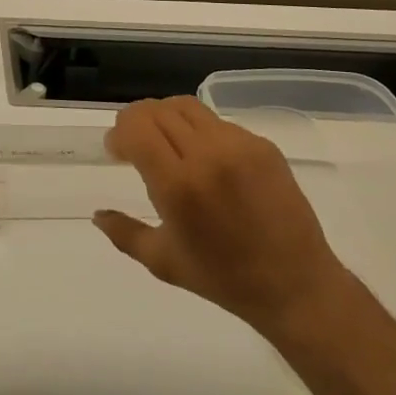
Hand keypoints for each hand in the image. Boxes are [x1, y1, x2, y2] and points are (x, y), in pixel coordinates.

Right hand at [93, 96, 352, 344]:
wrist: (297, 287)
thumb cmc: (224, 279)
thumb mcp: (163, 262)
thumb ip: (124, 233)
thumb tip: (97, 214)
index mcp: (178, 185)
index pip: (135, 127)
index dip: (118, 133)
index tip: (116, 152)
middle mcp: (207, 155)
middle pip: (156, 110)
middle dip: (136, 122)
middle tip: (135, 145)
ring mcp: (239, 146)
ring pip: (186, 106)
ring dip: (165, 118)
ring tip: (168, 143)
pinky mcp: (263, 146)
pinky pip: (217, 122)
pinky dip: (199, 131)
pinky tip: (205, 159)